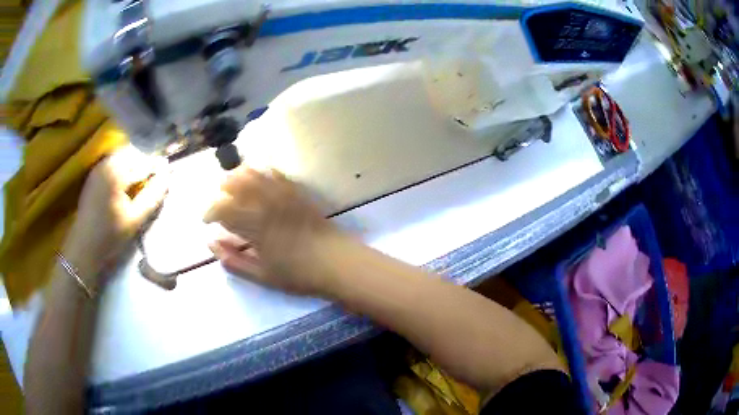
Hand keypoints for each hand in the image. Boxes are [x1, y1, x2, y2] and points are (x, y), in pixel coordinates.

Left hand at [62, 147, 168, 287]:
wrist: (84, 248)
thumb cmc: (110, 237)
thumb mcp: (135, 220)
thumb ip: (152, 196)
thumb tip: (167, 175)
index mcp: (116, 172)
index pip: (143, 162)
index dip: (156, 169)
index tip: (165, 176)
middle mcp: (106, 163)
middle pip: (132, 155)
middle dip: (144, 165)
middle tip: (151, 183)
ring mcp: (98, 167)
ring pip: (122, 157)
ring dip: (133, 166)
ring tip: (138, 184)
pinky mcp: (94, 174)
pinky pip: (112, 163)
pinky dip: (122, 169)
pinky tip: (124, 186)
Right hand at [204, 167, 343, 295]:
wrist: (336, 263)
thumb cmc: (298, 274)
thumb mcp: (261, 275)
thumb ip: (233, 260)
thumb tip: (212, 243)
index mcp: (254, 227)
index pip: (222, 209)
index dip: (210, 211)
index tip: (206, 220)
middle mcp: (266, 205)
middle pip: (236, 184)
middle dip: (221, 189)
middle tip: (219, 201)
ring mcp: (283, 195)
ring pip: (255, 173)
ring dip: (239, 176)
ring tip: (233, 186)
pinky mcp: (297, 192)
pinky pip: (276, 174)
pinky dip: (262, 172)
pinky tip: (258, 177)